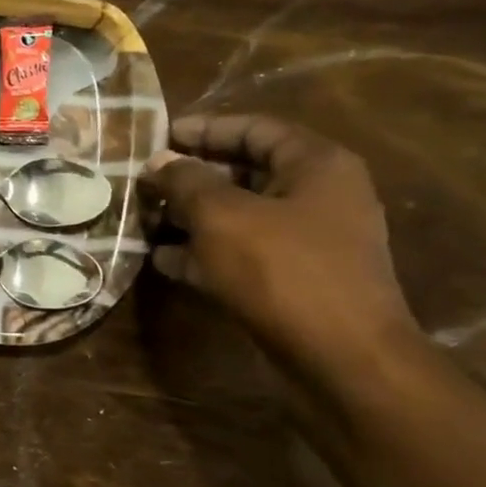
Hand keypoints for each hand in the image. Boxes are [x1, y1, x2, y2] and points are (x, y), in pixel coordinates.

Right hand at [140, 114, 418, 373]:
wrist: (341, 357)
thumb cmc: (282, 270)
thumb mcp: (222, 216)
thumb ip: (185, 182)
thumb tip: (159, 162)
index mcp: (316, 164)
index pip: (255, 129)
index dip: (205, 129)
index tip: (160, 135)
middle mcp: (318, 196)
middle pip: (245, 173)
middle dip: (191, 178)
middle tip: (146, 183)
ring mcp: (308, 242)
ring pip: (239, 217)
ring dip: (191, 218)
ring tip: (144, 221)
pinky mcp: (293, 280)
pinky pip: (241, 254)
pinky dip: (204, 253)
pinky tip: (163, 260)